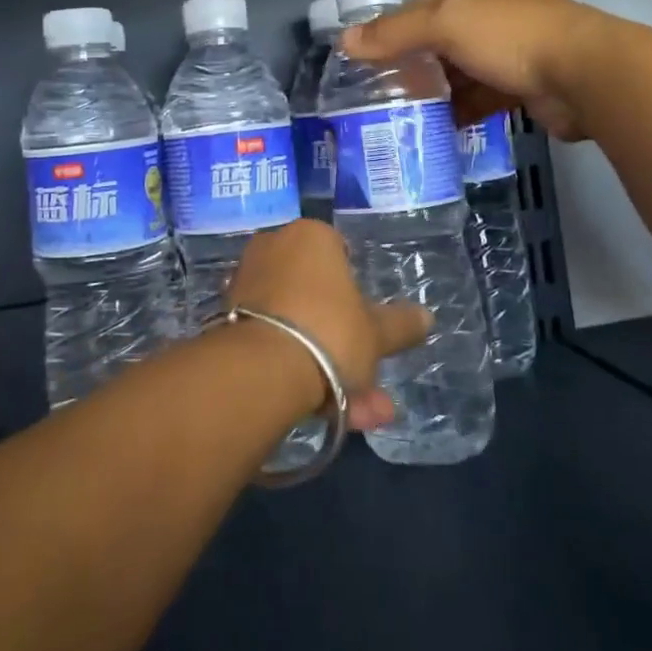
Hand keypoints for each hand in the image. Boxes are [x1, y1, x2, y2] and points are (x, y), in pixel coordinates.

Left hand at [227, 219, 429, 431]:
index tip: (365, 325)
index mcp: (311, 236)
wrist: (261, 370)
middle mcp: (273, 248)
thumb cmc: (329, 331)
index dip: (356, 291)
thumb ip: (400, 325)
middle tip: (367, 386)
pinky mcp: (225, 319)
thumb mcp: (376, 333)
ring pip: (295, 325)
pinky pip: (271, 339)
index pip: (340, 253)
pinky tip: (319, 410)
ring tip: (356, 414)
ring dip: (326, 367)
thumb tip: (426, 318)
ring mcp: (245, 283)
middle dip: (344, 344)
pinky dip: (293, 369)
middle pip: (316, 296)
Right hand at [342, 0, 608, 141]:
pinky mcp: (525, 86)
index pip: (424, 5)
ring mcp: (513, 51)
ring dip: (436, 92)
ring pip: (461, 72)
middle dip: (413, 65)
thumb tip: (345, 43)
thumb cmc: (511, 37)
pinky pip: (482, 99)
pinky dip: (461, 112)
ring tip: (400, 116)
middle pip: (441, 40)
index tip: (368, 59)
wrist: (586, 75)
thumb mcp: (445, 22)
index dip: (394, 29)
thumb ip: (395, 32)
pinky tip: (437, 130)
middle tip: (380, 94)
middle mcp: (496, 14)